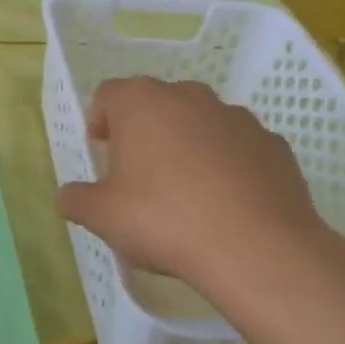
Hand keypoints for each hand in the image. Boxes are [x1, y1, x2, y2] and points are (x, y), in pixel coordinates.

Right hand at [56, 78, 336, 309]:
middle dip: (144, 132)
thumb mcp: (101, 216)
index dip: (99, 122)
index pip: (108, 95)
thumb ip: (76, 199)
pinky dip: (227, 165)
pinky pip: (238, 147)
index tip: (101, 155)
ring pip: (199, 123)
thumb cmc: (163, 220)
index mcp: (140, 102)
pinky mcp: (274, 144)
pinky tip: (224, 204)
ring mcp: (237, 117)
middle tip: (138, 175)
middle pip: (155, 104)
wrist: (257, 249)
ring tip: (185, 194)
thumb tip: (69, 196)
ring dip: (187, 146)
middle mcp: (188, 97)